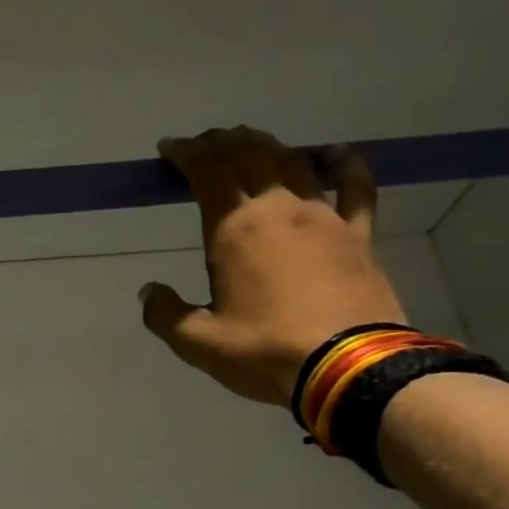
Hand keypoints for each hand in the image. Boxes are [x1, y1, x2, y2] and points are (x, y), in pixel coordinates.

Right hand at [140, 126, 406, 404]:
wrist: (347, 366)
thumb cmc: (264, 351)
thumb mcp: (198, 343)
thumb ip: (166, 314)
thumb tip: (149, 292)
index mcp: (235, 230)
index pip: (208, 172)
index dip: (187, 154)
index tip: (171, 148)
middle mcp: (278, 209)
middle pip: (249, 156)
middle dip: (222, 142)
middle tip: (205, 143)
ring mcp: (324, 216)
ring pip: (293, 163)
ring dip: (266, 146)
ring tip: (250, 143)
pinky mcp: (359, 234)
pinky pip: (354, 186)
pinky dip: (342, 163)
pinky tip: (333, 153)